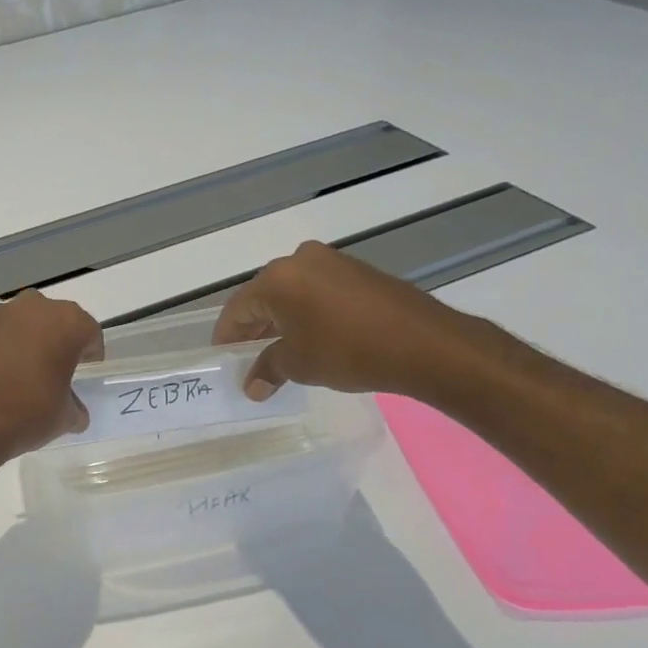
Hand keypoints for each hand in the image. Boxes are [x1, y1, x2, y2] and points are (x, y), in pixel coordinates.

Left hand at [0, 291, 104, 459]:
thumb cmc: (27, 414)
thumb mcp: (64, 418)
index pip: (89, 332)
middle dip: (55, 342)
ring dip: (23, 343)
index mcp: (66, 322)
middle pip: (53, 320)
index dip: (90, 355)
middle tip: (52, 372)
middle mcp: (31, 308)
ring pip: (19, 324)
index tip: (84, 373)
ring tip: (18, 376)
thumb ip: (74, 407)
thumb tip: (73, 411)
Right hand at [213, 241, 475, 397]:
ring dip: (282, 320)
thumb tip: (252, 387)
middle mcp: (300, 260)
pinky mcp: (359, 271)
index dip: (227, 336)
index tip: (223, 358)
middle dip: (254, 327)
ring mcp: (333, 262)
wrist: (424, 344)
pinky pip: (319, 291)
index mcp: (277, 279)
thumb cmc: (347, 351)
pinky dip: (308, 312)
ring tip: (280, 350)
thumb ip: (268, 369)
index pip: (237, 308)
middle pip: (264, 296)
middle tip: (247, 356)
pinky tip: (313, 337)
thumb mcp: (299, 364)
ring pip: (293, 292)